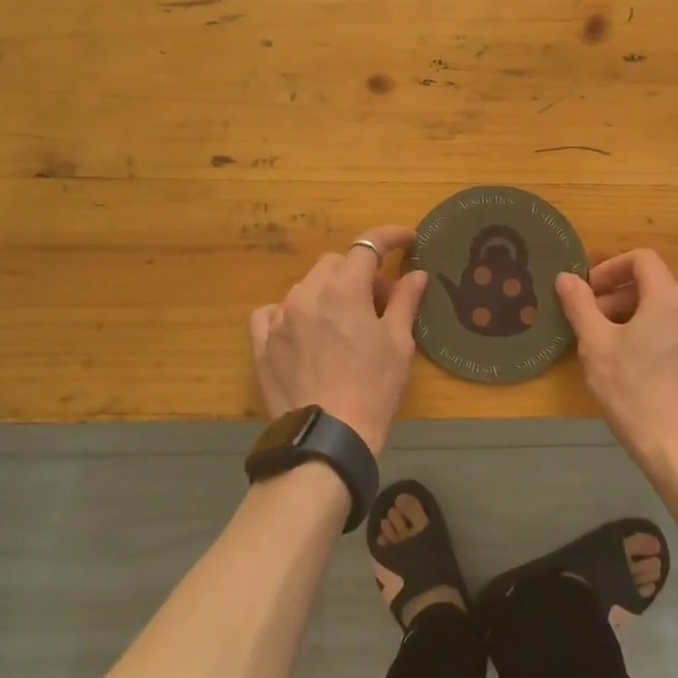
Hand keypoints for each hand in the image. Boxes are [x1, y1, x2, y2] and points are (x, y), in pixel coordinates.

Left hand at [249, 225, 429, 456]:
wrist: (327, 439)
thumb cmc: (373, 389)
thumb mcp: (398, 344)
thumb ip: (405, 301)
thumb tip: (416, 274)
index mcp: (344, 288)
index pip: (368, 245)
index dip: (390, 237)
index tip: (408, 241)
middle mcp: (307, 293)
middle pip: (336, 264)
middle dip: (359, 274)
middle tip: (379, 302)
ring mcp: (280, 317)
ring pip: (306, 287)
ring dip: (328, 293)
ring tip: (344, 324)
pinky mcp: (261, 343)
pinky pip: (273, 313)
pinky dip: (291, 314)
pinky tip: (303, 332)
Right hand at [556, 250, 677, 473]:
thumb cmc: (635, 393)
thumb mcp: (596, 346)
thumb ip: (580, 305)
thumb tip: (566, 277)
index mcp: (671, 299)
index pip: (642, 259)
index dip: (610, 268)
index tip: (589, 293)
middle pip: (654, 286)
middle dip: (618, 298)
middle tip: (592, 325)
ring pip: (667, 313)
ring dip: (636, 319)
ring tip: (611, 350)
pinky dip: (657, 338)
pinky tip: (638, 371)